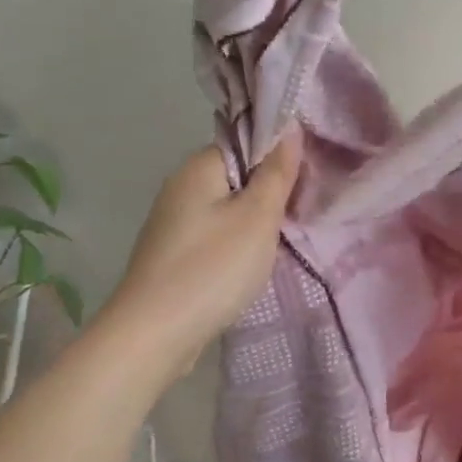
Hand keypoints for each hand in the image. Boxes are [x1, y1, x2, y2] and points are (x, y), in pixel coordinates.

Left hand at [102, 131, 301, 376]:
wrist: (154, 334)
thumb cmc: (213, 268)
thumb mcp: (258, 217)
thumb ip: (277, 173)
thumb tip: (288, 127)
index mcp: (198, 169)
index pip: (245, 144)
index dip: (278, 158)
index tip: (307, 179)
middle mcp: (180, 188)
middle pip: (237, 177)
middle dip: (270, 193)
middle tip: (304, 211)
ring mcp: (173, 224)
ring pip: (228, 209)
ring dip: (255, 222)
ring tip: (285, 239)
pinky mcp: (174, 254)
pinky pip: (216, 235)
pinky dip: (238, 244)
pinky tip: (254, 263)